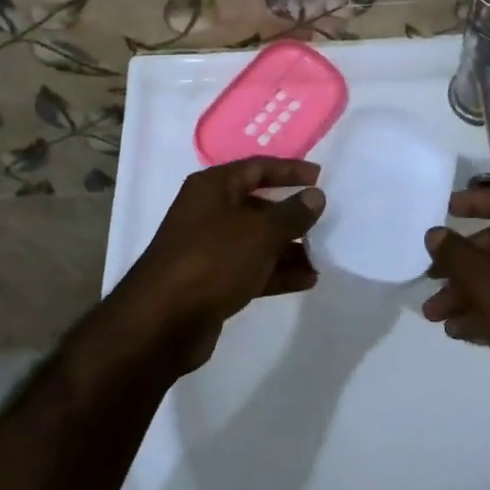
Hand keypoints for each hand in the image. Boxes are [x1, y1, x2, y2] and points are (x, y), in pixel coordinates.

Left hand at [110, 158, 324, 370]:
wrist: (163, 322)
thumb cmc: (213, 260)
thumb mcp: (260, 232)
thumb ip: (292, 213)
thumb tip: (315, 196)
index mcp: (213, 187)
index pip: (257, 168)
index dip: (289, 170)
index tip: (320, 177)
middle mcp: (209, 212)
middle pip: (258, 205)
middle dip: (292, 214)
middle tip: (326, 220)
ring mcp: (210, 248)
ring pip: (257, 240)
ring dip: (289, 247)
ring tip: (323, 254)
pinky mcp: (213, 281)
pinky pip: (252, 269)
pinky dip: (277, 272)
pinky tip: (308, 279)